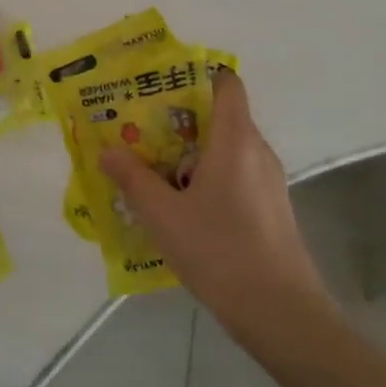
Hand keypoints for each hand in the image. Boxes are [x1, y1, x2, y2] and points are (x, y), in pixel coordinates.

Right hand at [100, 71, 327, 337]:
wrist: (279, 310)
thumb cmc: (218, 250)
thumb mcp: (163, 215)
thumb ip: (133, 178)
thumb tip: (106, 150)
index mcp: (235, 139)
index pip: (226, 84)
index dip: (196, 76)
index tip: (160, 87)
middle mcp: (257, 151)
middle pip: (220, 118)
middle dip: (179, 121)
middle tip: (139, 132)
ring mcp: (268, 182)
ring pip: (226, 152)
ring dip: (191, 155)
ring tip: (152, 170)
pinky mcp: (271, 209)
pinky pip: (235, 178)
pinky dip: (208, 180)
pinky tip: (181, 208)